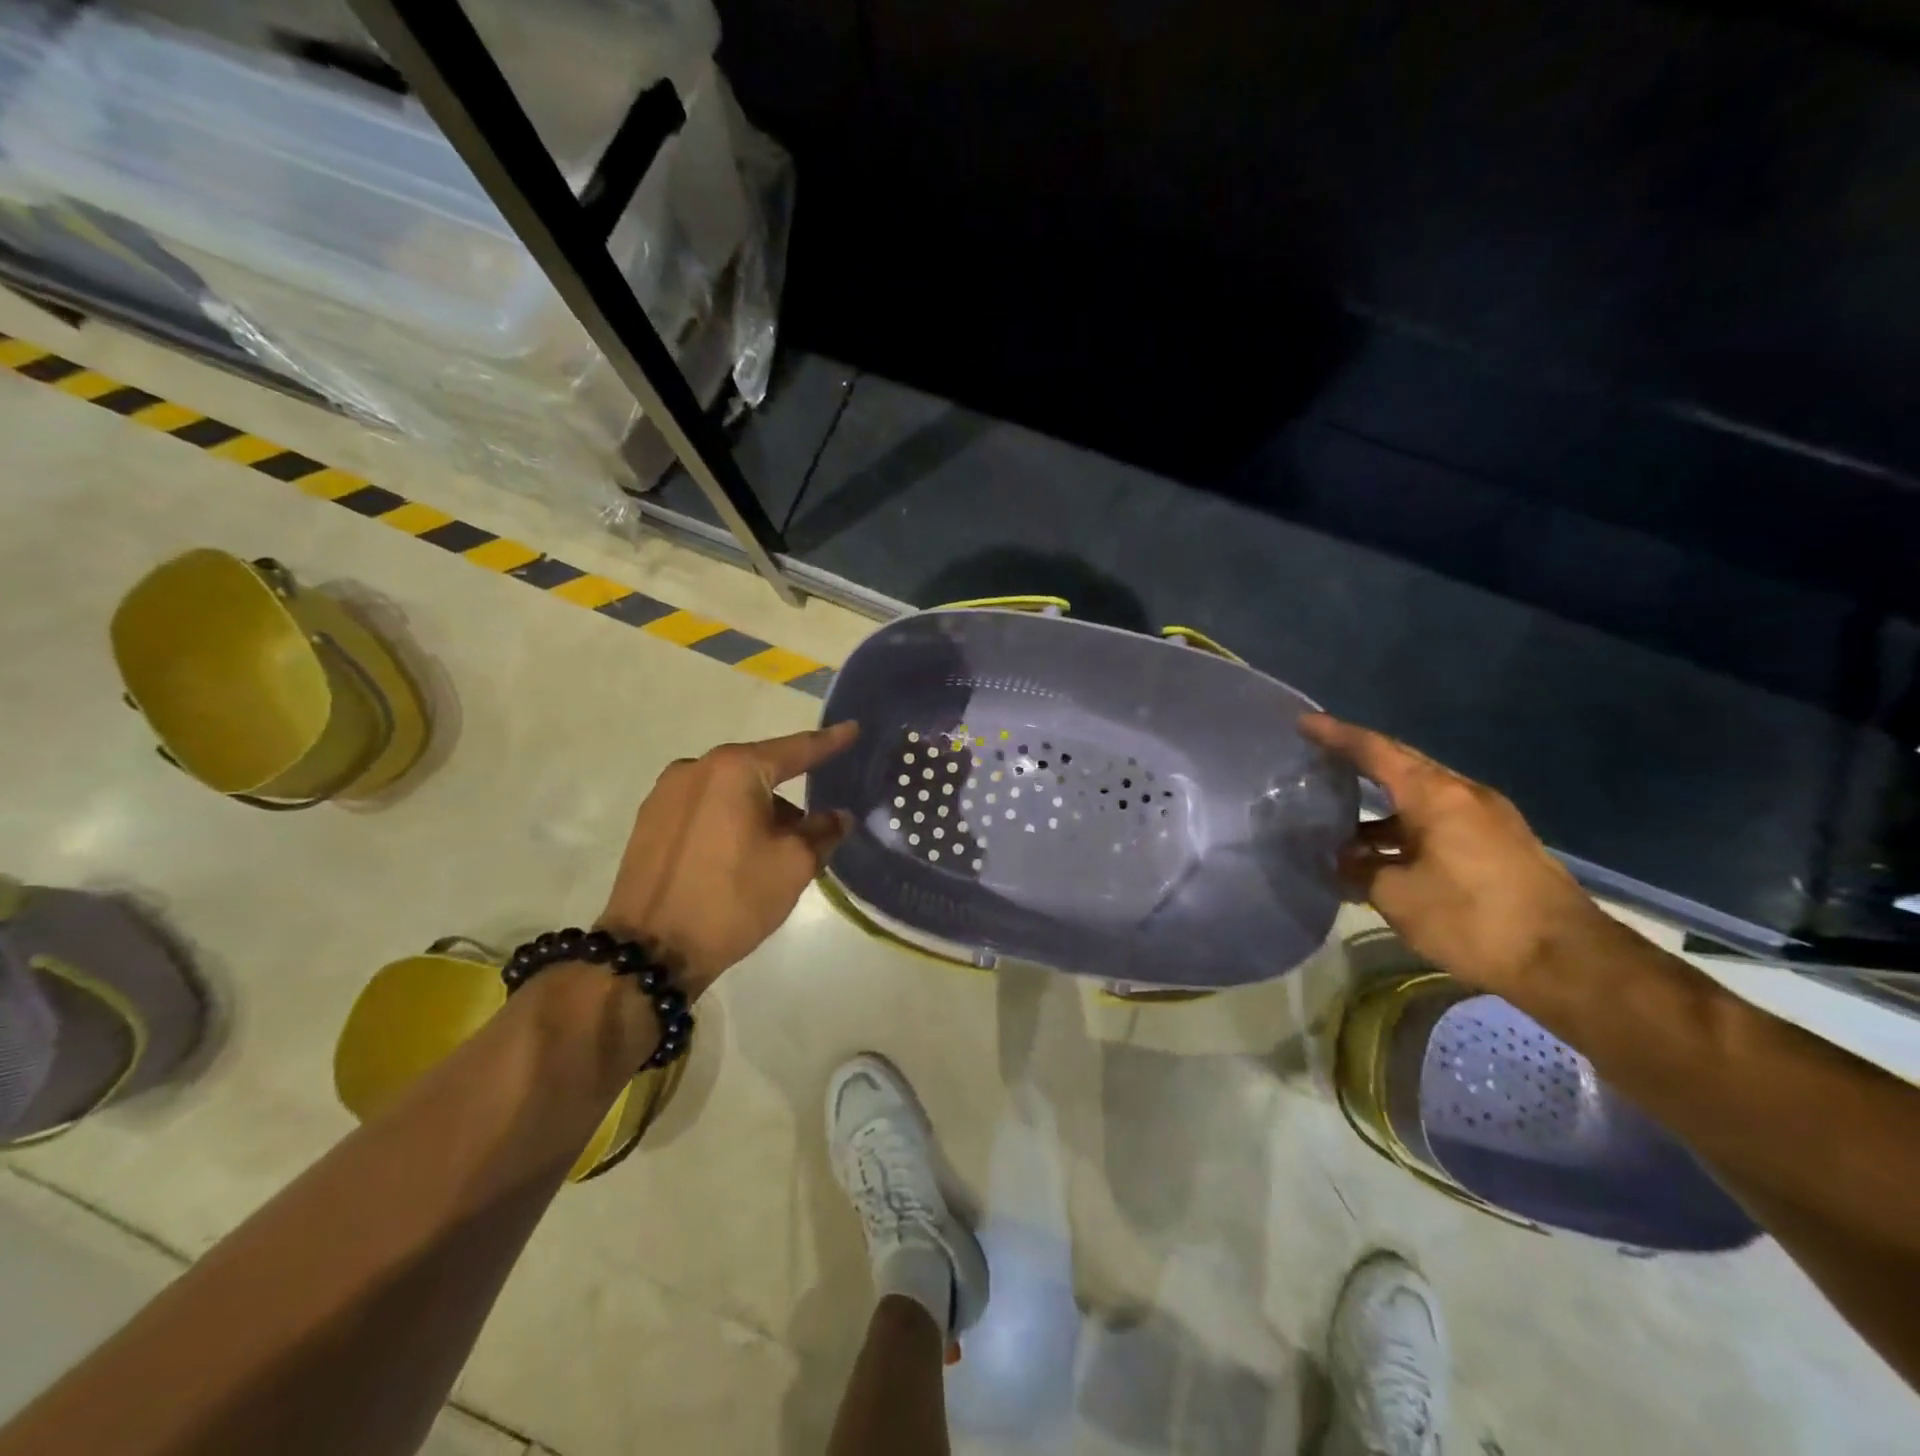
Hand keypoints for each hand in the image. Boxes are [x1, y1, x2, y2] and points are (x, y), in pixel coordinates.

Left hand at [598, 723, 858, 996]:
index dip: (830, 742)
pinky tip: (737, 856)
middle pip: (759, 771)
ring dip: (757, 812)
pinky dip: (729, 822)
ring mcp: (666, 794)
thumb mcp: (793, 865)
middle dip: (789, 794)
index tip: (853, 728)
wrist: (650, 951)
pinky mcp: (649, 822)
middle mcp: (696, 768)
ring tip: (772, 855)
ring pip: (730, 792)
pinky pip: (704, 809)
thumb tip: (837, 816)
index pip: (796, 749)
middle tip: (813, 828)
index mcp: (734, 769)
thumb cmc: (732, 898)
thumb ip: (823, 831)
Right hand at [1301, 713, 1611, 994]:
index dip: (1336, 735)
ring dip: (1382, 807)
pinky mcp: (1500, 844)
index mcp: (1435, 795)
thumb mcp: (1397, 896)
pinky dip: (1406, 827)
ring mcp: (1487, 818)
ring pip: (1421, 797)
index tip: (1304, 722)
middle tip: (1320, 760)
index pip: (1375, 751)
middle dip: (1360, 761)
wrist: (1569, 961)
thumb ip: (1361, 868)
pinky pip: (1440, 820)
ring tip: (1342, 822)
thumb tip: (1346, 857)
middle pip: (1402, 765)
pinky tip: (1385, 853)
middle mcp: (1463, 794)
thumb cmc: (1472, 918)